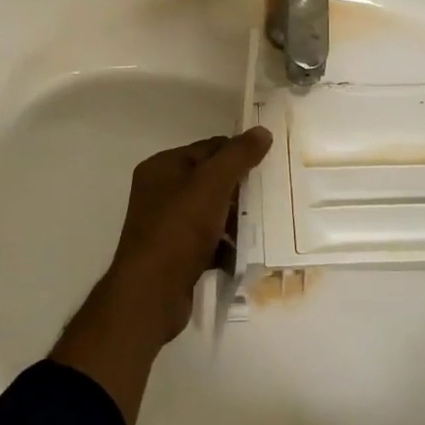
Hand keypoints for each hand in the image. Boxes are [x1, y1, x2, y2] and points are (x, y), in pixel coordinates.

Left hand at [105, 127, 272, 343]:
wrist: (151, 294)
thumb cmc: (179, 229)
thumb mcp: (212, 184)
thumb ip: (238, 156)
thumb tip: (262, 131)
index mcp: (163, 167)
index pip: (209, 147)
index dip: (239, 153)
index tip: (271, 163)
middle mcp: (161, 192)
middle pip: (211, 180)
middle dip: (240, 189)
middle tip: (274, 194)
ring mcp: (167, 225)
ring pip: (211, 212)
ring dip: (236, 219)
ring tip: (266, 225)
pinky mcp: (175, 254)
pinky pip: (208, 241)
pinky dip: (226, 245)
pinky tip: (247, 253)